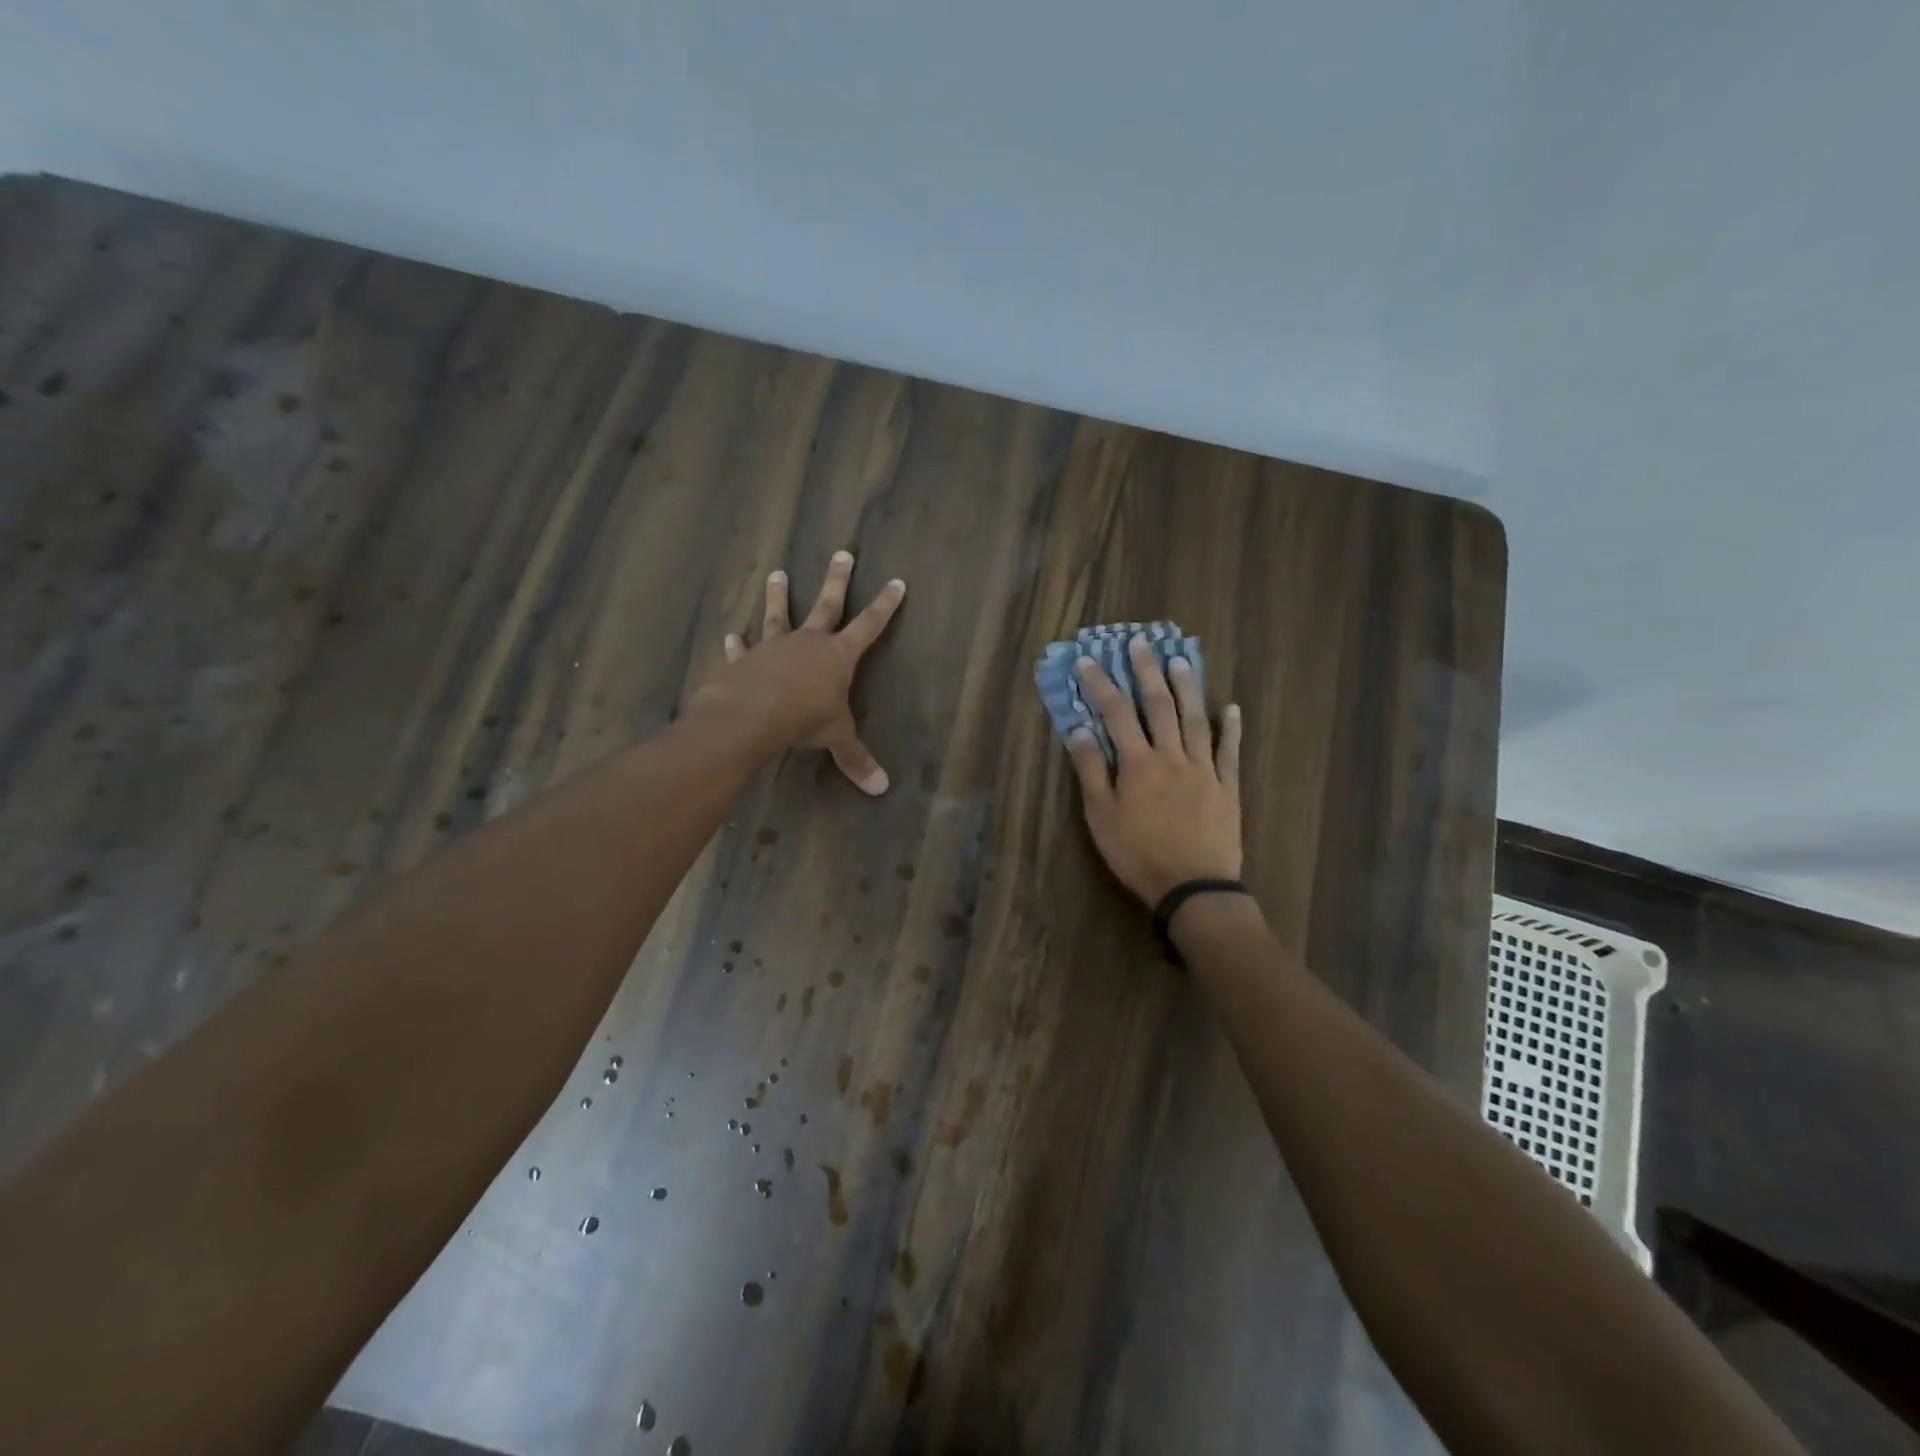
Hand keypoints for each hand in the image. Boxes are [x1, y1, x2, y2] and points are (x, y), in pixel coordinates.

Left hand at [691, 552, 906, 793]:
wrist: (752, 716)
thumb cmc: (804, 720)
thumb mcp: (836, 738)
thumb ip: (856, 759)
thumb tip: (882, 789)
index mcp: (838, 656)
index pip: (869, 625)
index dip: (885, 605)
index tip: (895, 581)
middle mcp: (808, 642)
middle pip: (827, 605)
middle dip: (838, 580)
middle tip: (842, 553)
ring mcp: (775, 647)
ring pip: (780, 615)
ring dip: (779, 595)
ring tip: (777, 574)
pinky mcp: (746, 660)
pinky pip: (744, 650)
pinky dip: (738, 644)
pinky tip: (731, 636)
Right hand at [1065, 635, 1242, 904]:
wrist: (1193, 887)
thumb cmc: (1138, 854)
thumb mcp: (1101, 817)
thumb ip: (1092, 771)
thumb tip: (1080, 730)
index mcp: (1138, 764)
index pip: (1116, 713)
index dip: (1101, 684)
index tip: (1089, 660)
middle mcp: (1172, 756)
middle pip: (1159, 706)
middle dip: (1147, 672)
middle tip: (1141, 643)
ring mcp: (1204, 769)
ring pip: (1195, 720)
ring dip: (1187, 687)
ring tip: (1181, 660)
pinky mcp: (1227, 787)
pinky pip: (1230, 752)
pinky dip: (1231, 728)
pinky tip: (1231, 708)